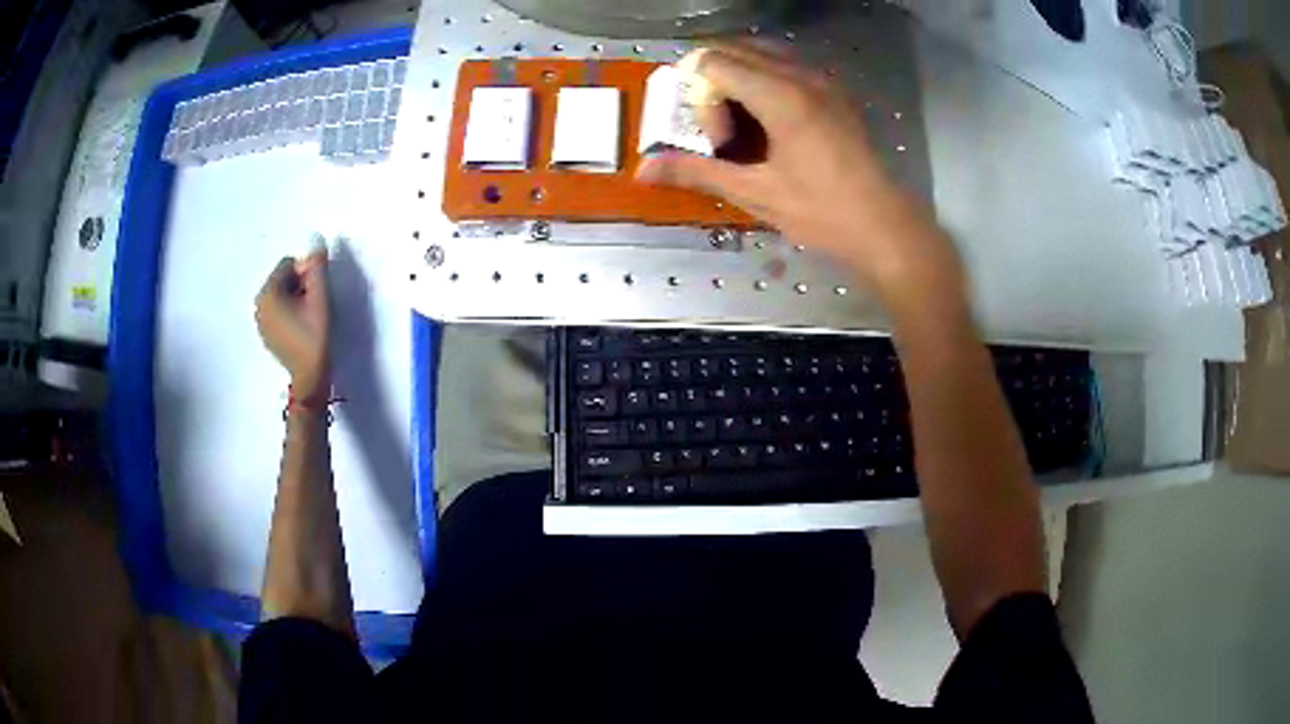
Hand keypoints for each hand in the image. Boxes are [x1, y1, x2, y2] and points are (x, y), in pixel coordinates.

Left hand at [255, 249, 330, 402]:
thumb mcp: (320, 298)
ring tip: (307, 318)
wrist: (309, 377)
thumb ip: (317, 267)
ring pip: (280, 295)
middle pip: (283, 279)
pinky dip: (288, 312)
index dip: (306, 273)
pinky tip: (299, 328)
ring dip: (295, 299)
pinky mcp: (265, 334)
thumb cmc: (314, 336)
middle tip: (314, 305)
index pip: (289, 264)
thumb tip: (315, 239)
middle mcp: (258, 303)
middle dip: (299, 285)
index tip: (316, 292)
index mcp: (268, 293)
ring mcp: (259, 320)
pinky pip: (277, 311)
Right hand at [637, 43, 965, 312]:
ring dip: (737, 76)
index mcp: (780, 95)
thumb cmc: (822, 212)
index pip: (714, 62)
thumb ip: (697, 172)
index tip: (716, 138)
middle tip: (716, 127)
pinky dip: (763, 77)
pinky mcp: (835, 91)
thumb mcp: (755, 194)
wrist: (884, 226)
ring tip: (738, 122)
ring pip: (762, 52)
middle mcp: (801, 75)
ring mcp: (823, 80)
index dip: (701, 96)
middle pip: (735, 49)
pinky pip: (787, 64)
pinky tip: (767, 120)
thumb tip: (641, 170)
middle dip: (712, 80)